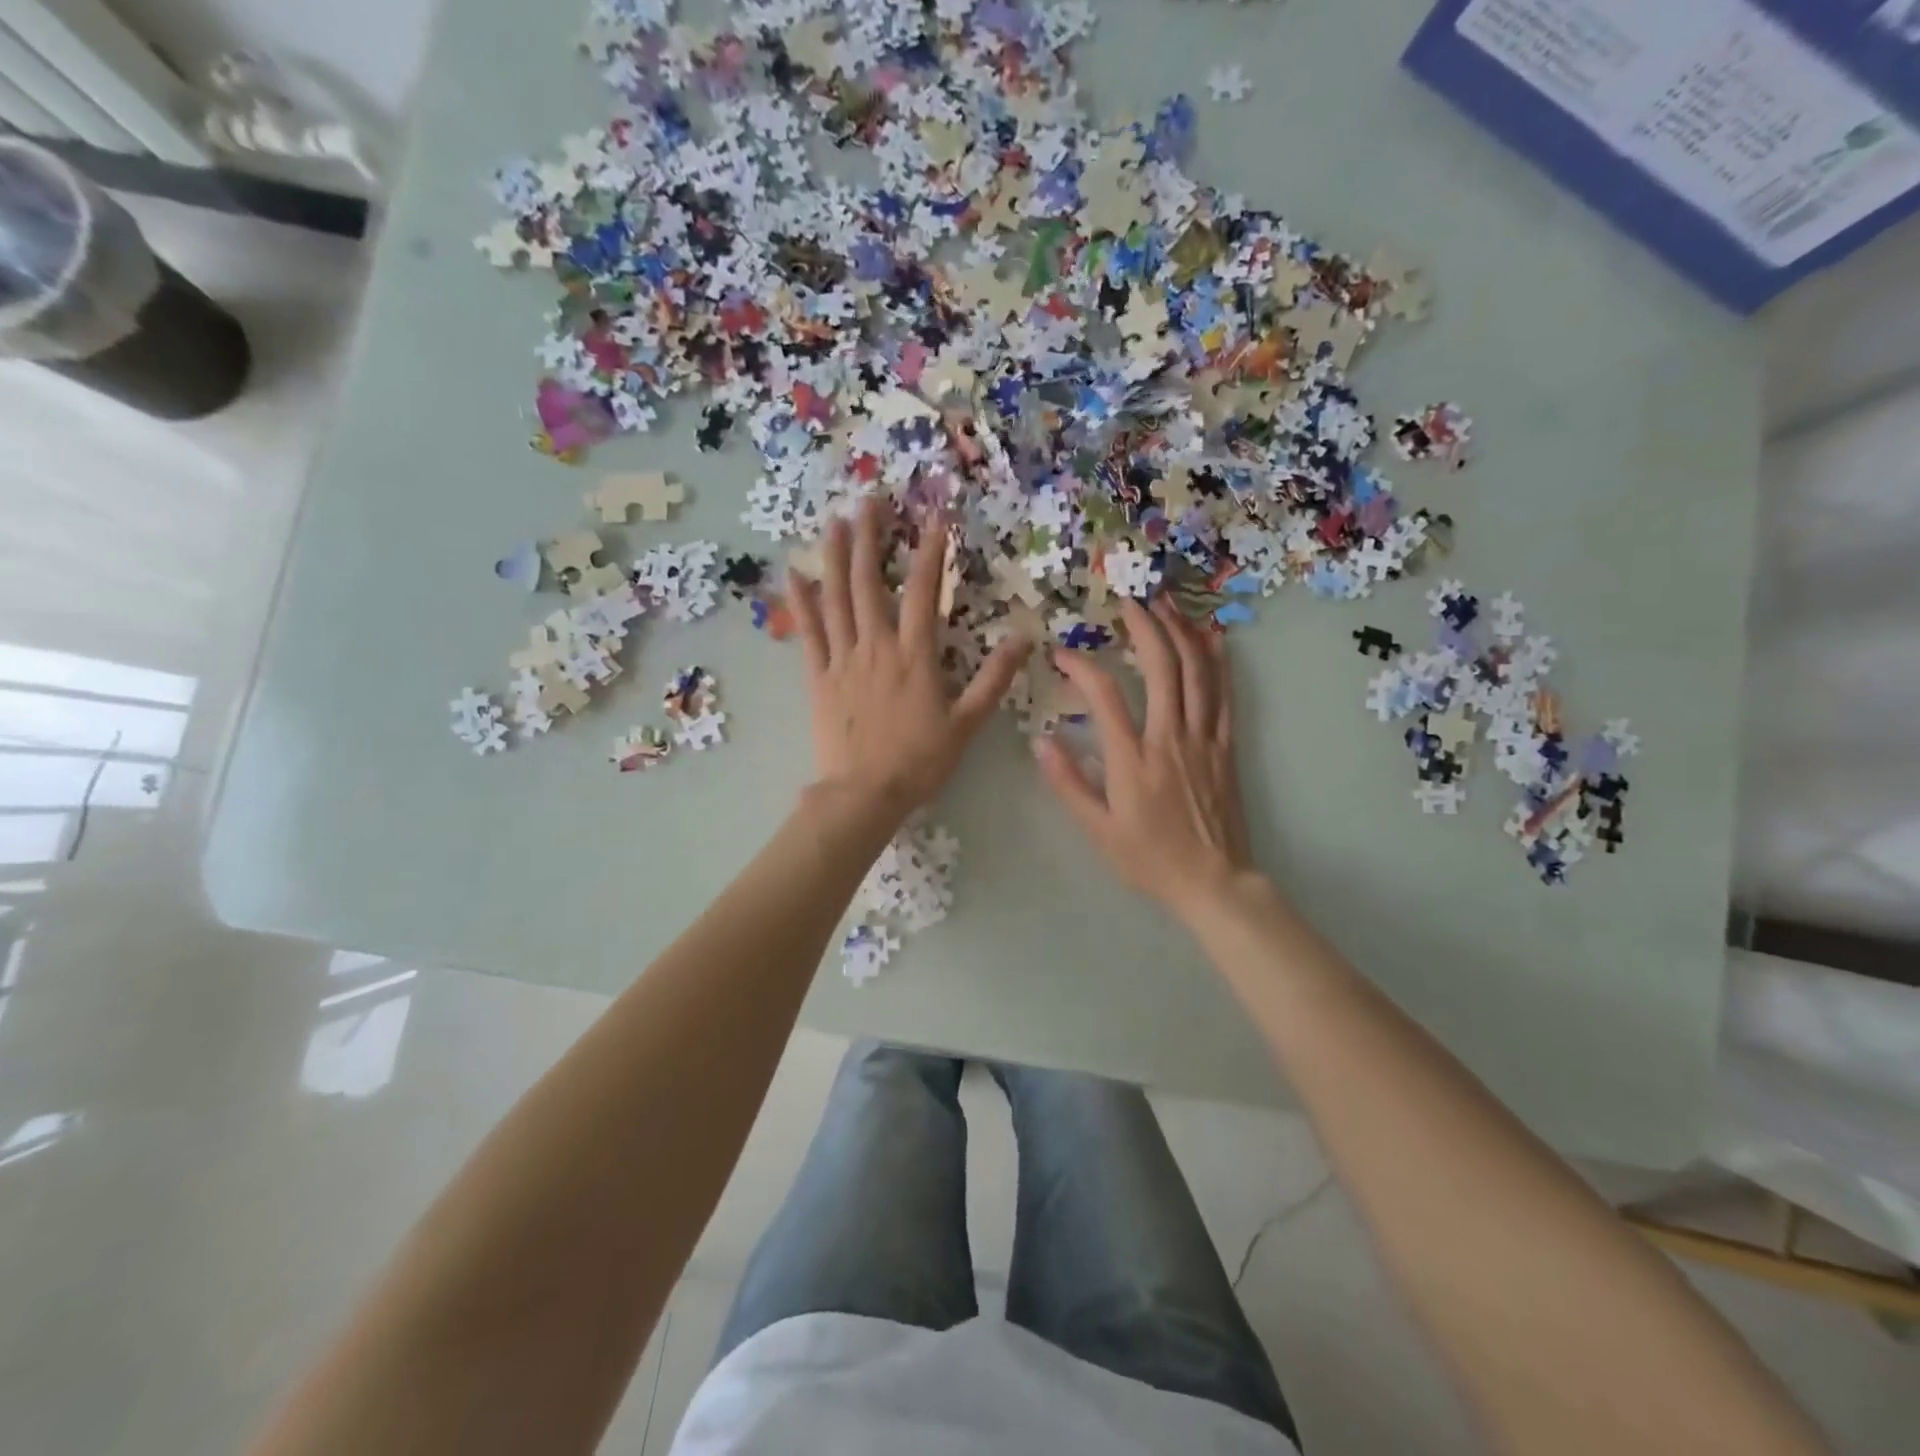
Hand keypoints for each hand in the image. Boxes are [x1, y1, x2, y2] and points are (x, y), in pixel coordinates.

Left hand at [789, 497, 1029, 819]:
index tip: (935, 517)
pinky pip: (808, 633)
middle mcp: (876, 647)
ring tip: (835, 521)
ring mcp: (843, 660)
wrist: (864, 795)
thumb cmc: (919, 762)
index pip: (925, 592)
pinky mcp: (818, 677)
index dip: (931, 552)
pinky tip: (794, 574)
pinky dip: (801, 602)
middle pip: (871, 583)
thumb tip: (1022, 638)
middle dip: (872, 538)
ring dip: (836, 557)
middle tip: (870, 500)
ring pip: (837, 599)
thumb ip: (994, 679)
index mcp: (915, 656)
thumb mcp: (967, 724)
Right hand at [1034, 597, 1257, 922]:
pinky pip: (1225, 694)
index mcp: (1132, 761)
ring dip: (1181, 631)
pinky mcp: (1226, 746)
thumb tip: (1041, 740)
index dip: (1081, 667)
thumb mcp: (1097, 831)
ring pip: (1197, 672)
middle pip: (1160, 667)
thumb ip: (1068, 783)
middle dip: (1143, 625)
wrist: (1213, 882)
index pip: (1104, 697)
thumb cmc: (1149, 859)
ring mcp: (1203, 739)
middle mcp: (1170, 739)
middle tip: (1127, 597)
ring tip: (1166, 601)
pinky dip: (1218, 660)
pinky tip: (1211, 635)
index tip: (1063, 653)